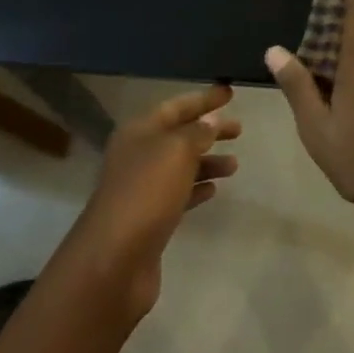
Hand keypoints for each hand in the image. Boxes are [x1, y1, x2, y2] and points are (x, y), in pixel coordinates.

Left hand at [70, 85, 239, 322]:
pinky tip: (215, 190)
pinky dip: (197, 188)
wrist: (114, 259)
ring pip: (180, 166)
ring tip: (235, 165)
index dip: (203, 99)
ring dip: (207, 162)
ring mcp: (142, 189)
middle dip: (209, 130)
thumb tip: (211, 121)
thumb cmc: (146, 193)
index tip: (230, 92)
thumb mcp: (176, 151)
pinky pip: (178, 194)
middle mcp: (137, 156)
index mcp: (139, 132)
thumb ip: (197, 133)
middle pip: (178, 135)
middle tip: (239, 129)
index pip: (176, 106)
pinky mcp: (149, 218)